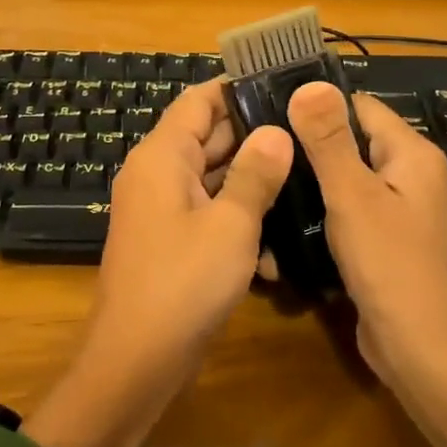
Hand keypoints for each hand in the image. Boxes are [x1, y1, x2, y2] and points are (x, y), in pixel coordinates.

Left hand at [77, 80, 293, 407]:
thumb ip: (255, 174)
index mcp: (163, 156)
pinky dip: (237, 220)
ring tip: (307, 179)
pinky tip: (275, 246)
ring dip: (252, 183)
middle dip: (256, 137)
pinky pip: (207, 213)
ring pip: (213, 178)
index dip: (237, 88)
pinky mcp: (171, 240)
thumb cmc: (183, 283)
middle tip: (310, 134)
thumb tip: (276, 131)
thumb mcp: (231, 225)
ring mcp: (162, 208)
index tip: (284, 85)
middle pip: (208, 137)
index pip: (199, 101)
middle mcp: (157, 173)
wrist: (136, 361)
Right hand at [286, 81, 446, 397]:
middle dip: (311, 145)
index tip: (269, 108)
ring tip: (268, 178)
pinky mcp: (393, 244)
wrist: (426, 352)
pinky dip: (328, 211)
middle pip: (356, 142)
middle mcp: (416, 177)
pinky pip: (356, 212)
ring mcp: (406, 213)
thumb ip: (329, 140)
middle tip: (261, 147)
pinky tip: (291, 219)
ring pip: (352, 180)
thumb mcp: (352, 195)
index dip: (317, 105)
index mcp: (414, 155)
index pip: (360, 107)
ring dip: (316, 181)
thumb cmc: (391, 265)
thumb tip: (309, 84)